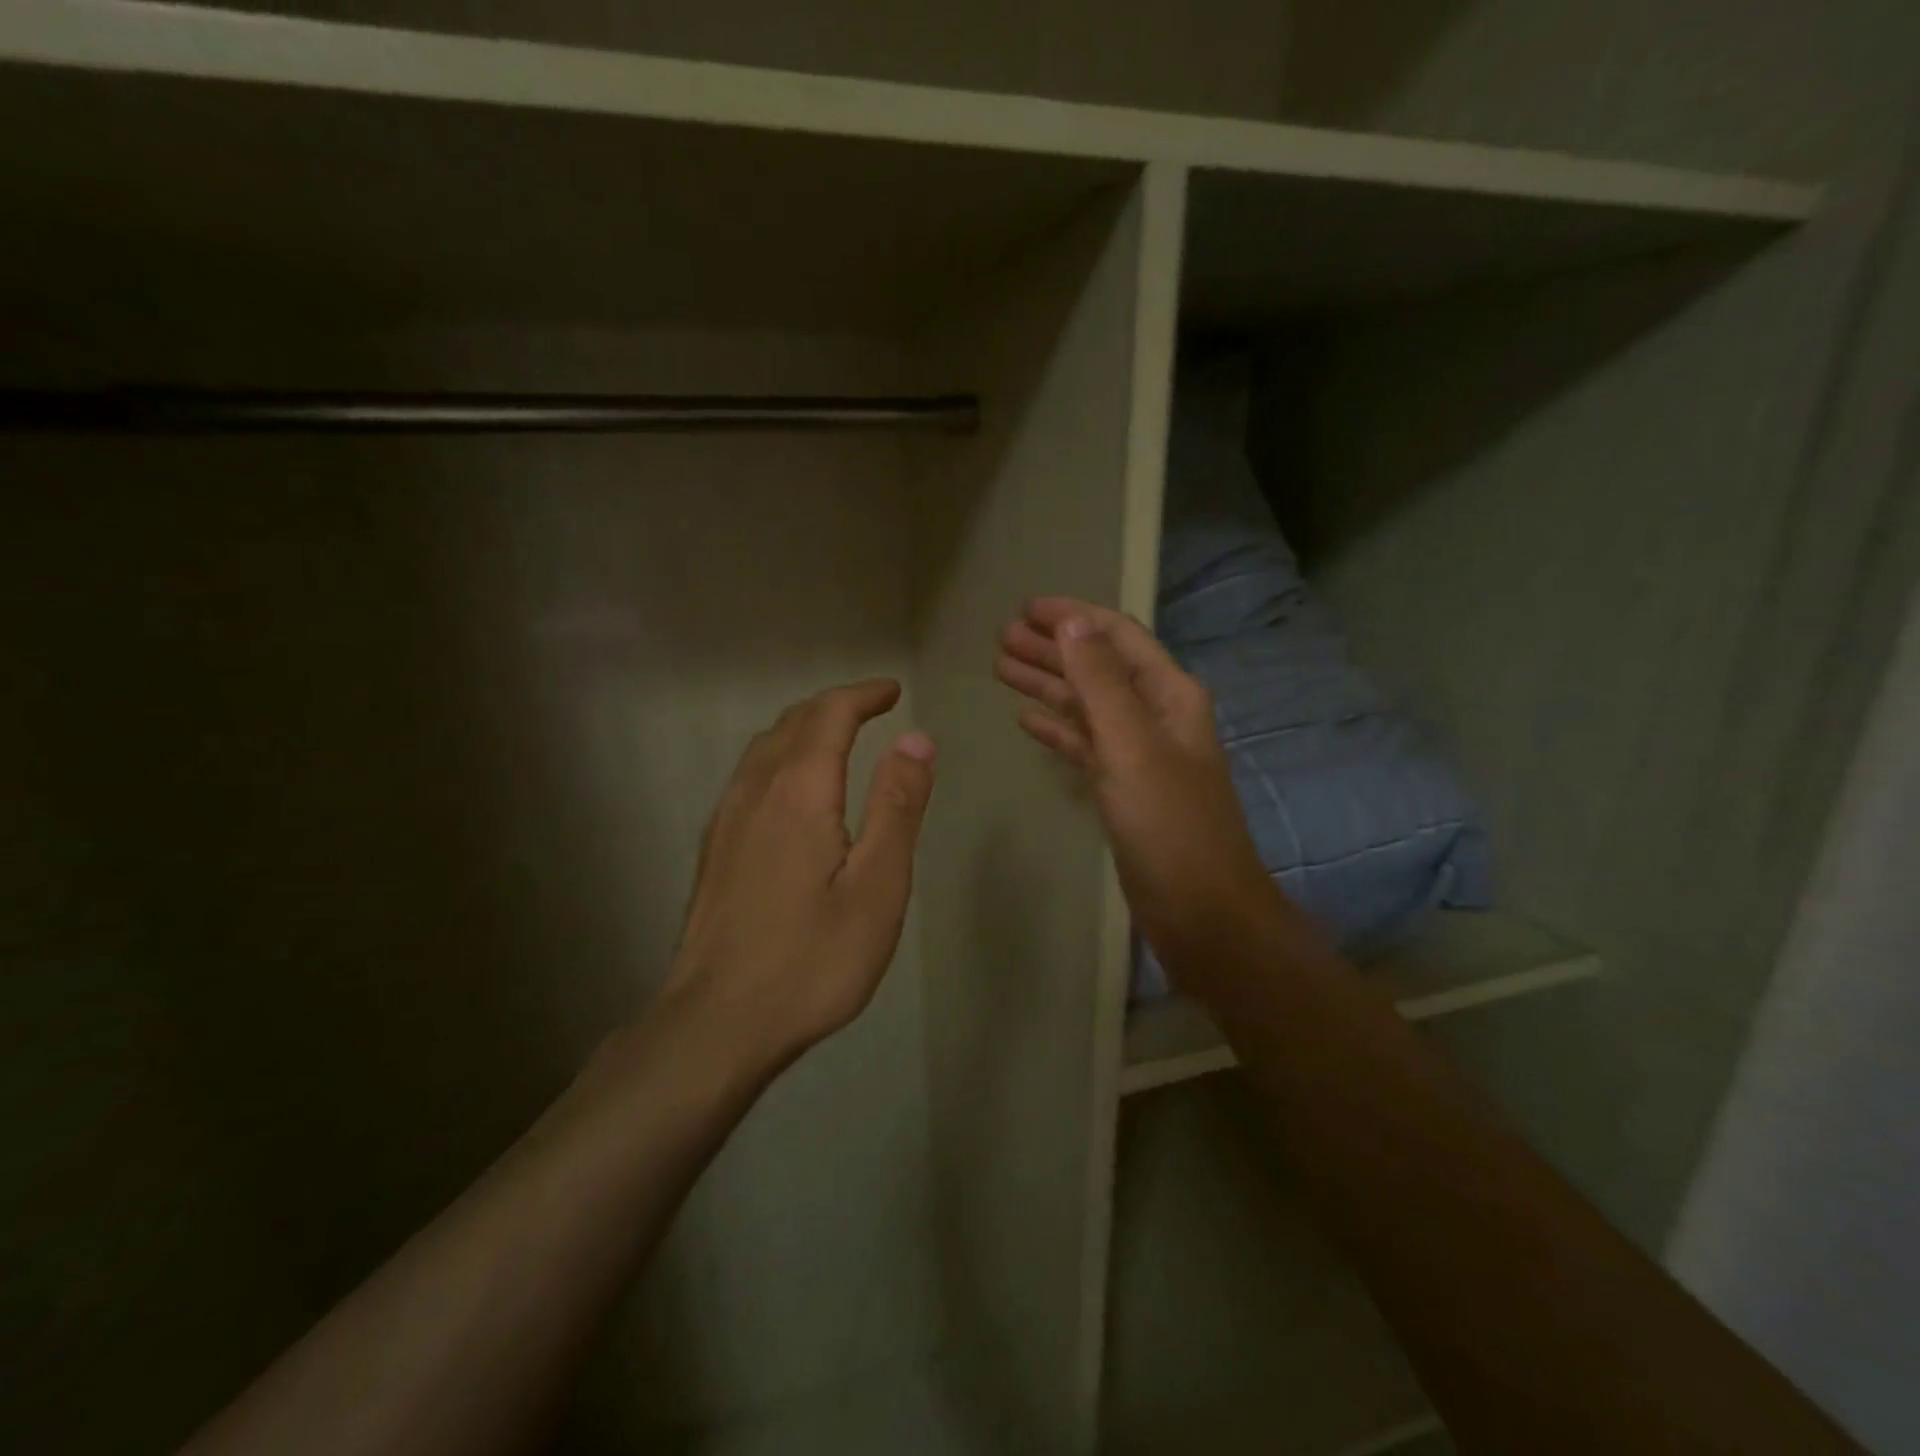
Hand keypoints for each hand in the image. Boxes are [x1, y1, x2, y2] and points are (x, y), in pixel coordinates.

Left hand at [664, 679, 935, 1069]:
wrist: (717, 1023)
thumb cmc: (812, 958)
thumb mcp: (877, 885)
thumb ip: (897, 806)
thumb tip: (916, 739)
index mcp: (799, 791)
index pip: (830, 716)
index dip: (862, 696)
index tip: (892, 691)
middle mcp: (755, 791)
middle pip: (793, 722)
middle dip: (835, 705)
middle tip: (871, 707)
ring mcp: (726, 819)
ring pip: (764, 747)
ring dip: (804, 727)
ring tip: (836, 735)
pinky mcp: (714, 849)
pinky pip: (749, 775)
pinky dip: (780, 756)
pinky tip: (790, 787)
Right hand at [995, 597, 1285, 966]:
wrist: (1202, 911)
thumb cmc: (1170, 825)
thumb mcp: (1133, 746)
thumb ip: (1100, 682)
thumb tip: (1071, 623)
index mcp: (1169, 696)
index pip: (1118, 638)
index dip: (1073, 618)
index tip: (1026, 608)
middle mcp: (1155, 717)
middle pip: (1097, 668)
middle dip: (1052, 649)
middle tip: (1001, 639)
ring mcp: (1138, 755)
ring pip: (1087, 707)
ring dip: (1048, 685)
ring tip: (1001, 668)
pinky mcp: (1123, 789)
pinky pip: (1084, 746)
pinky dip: (1058, 730)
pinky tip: (1027, 720)